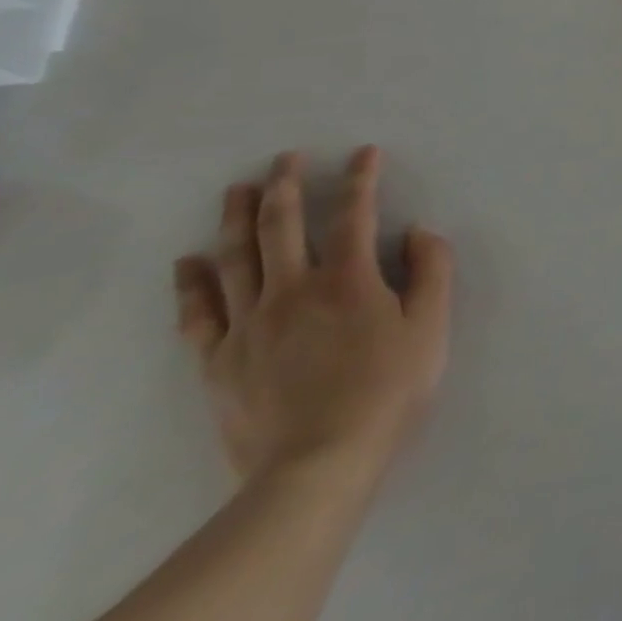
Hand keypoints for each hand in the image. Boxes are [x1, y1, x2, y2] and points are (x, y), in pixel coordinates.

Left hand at [173, 147, 452, 487]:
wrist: (317, 467)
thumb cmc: (387, 391)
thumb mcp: (431, 327)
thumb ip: (432, 270)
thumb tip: (418, 231)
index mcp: (348, 280)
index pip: (354, 214)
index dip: (361, 178)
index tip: (364, 152)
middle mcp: (293, 290)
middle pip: (282, 225)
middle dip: (285, 184)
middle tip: (284, 158)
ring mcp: (249, 325)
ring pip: (236, 258)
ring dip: (235, 218)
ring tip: (236, 189)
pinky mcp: (219, 361)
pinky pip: (198, 313)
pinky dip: (192, 283)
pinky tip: (188, 261)